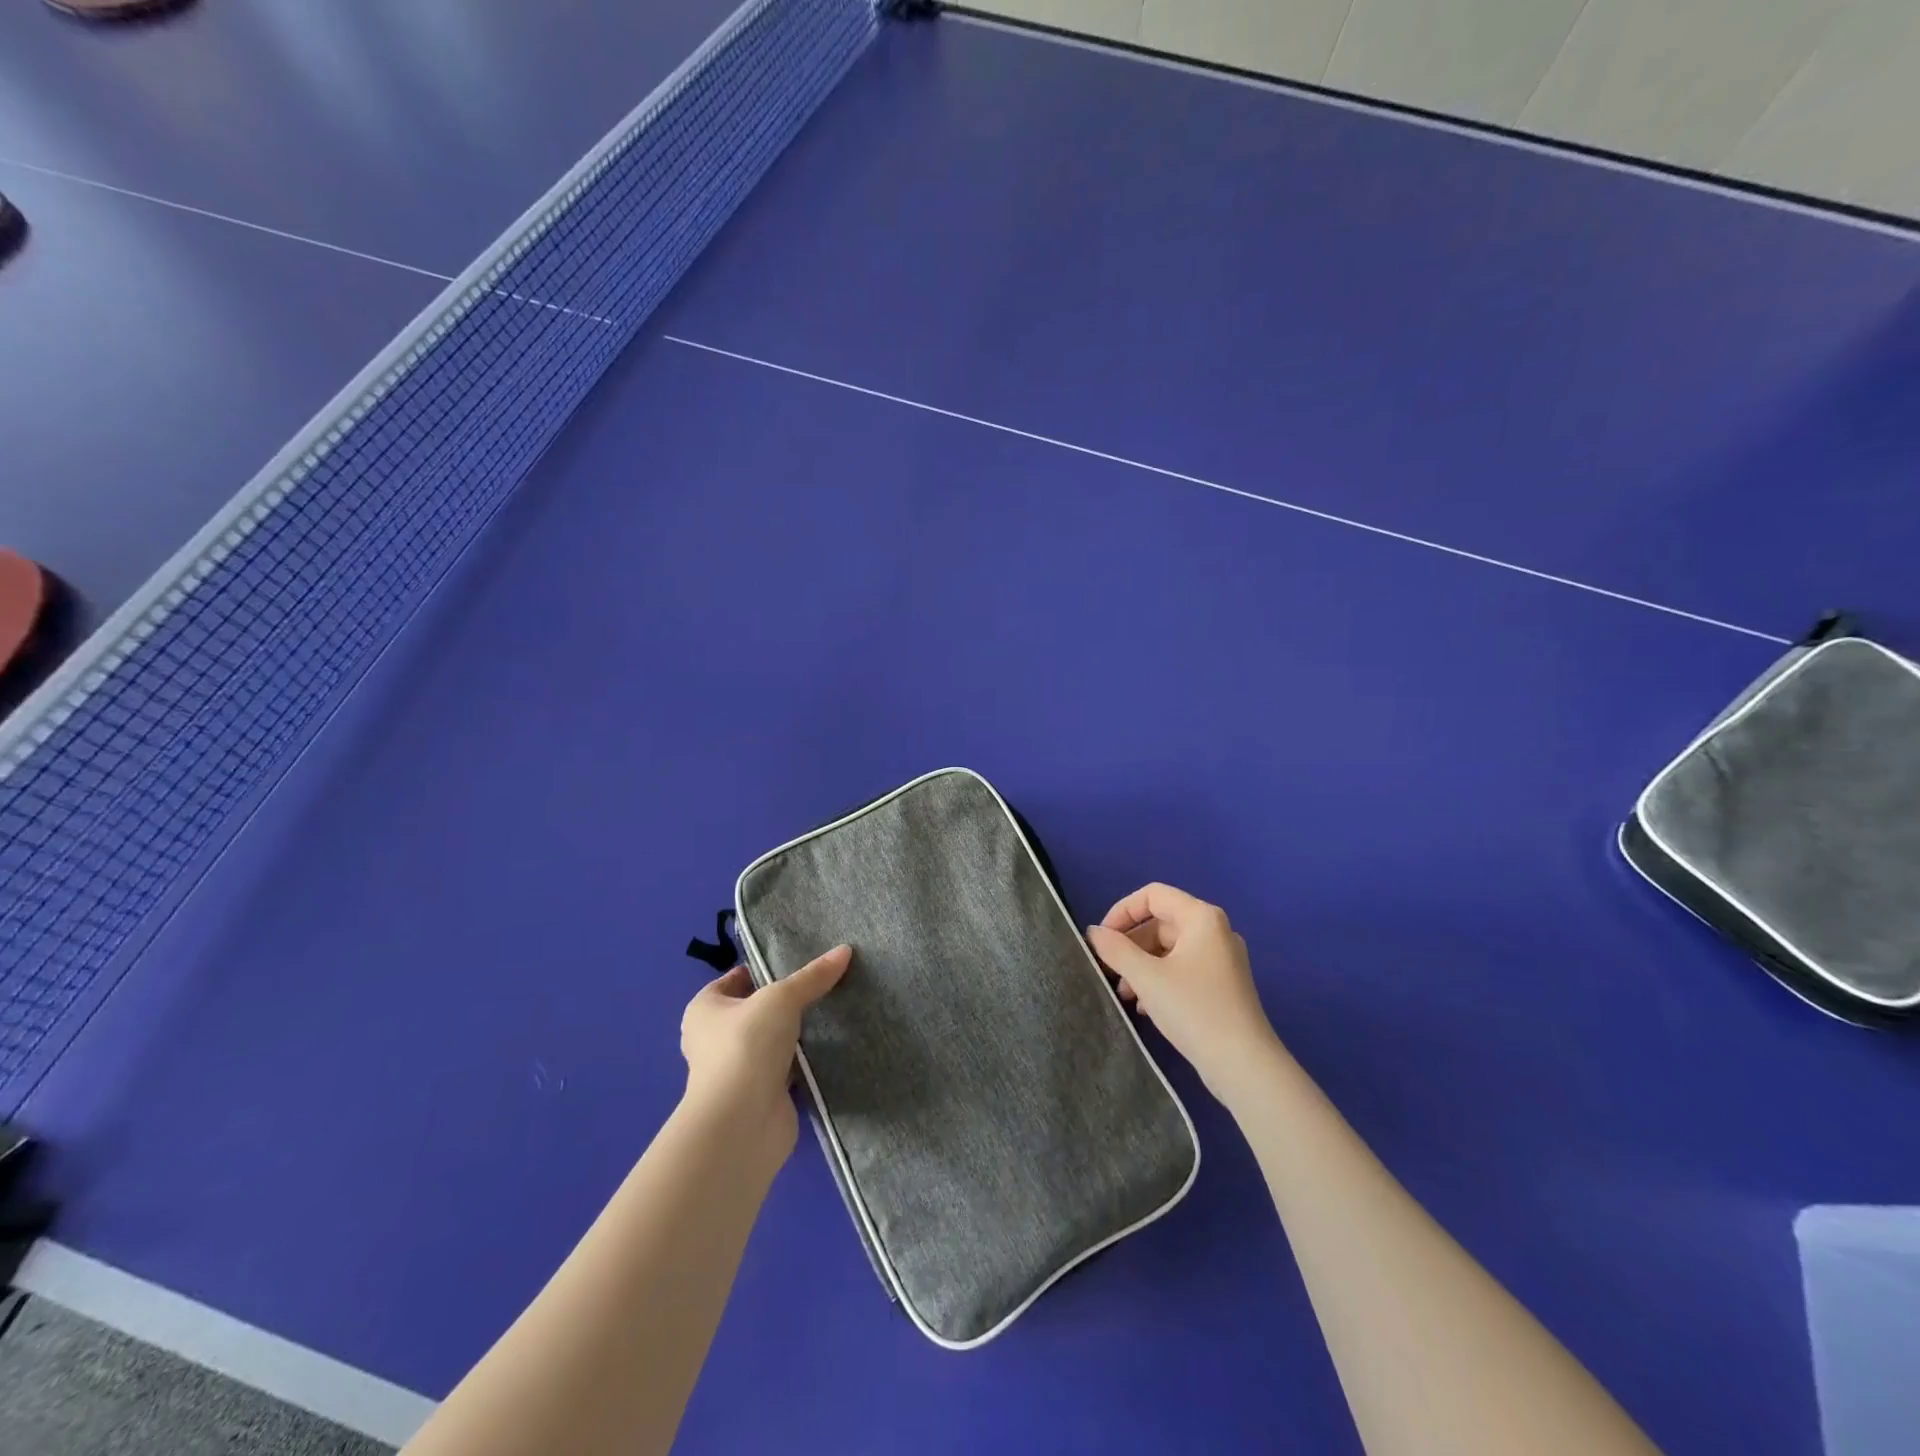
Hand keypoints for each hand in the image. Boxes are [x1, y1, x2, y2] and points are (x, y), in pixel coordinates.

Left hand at [679, 945, 850, 1164]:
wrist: (743, 1122)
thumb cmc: (746, 1045)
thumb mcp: (782, 997)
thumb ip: (812, 976)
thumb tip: (845, 950)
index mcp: (705, 1009)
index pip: (736, 978)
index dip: (765, 968)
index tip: (800, 961)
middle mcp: (714, 1038)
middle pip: (757, 1010)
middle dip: (786, 1001)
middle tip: (823, 984)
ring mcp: (737, 1069)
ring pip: (773, 1040)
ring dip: (796, 1033)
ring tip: (834, 1010)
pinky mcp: (760, 1094)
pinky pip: (786, 1068)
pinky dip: (805, 1061)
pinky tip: (832, 1046)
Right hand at [1086, 884, 1281, 1105]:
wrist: (1243, 1065)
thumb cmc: (1193, 1009)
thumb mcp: (1146, 977)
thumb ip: (1115, 949)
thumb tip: (1094, 931)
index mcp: (1201, 918)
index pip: (1152, 895)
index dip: (1122, 911)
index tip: (1102, 939)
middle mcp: (1215, 931)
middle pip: (1160, 923)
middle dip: (1130, 945)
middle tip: (1108, 971)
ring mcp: (1222, 959)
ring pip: (1169, 949)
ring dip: (1141, 966)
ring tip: (1124, 994)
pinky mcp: (1223, 986)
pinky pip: (1182, 969)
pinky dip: (1160, 980)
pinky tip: (1145, 1007)